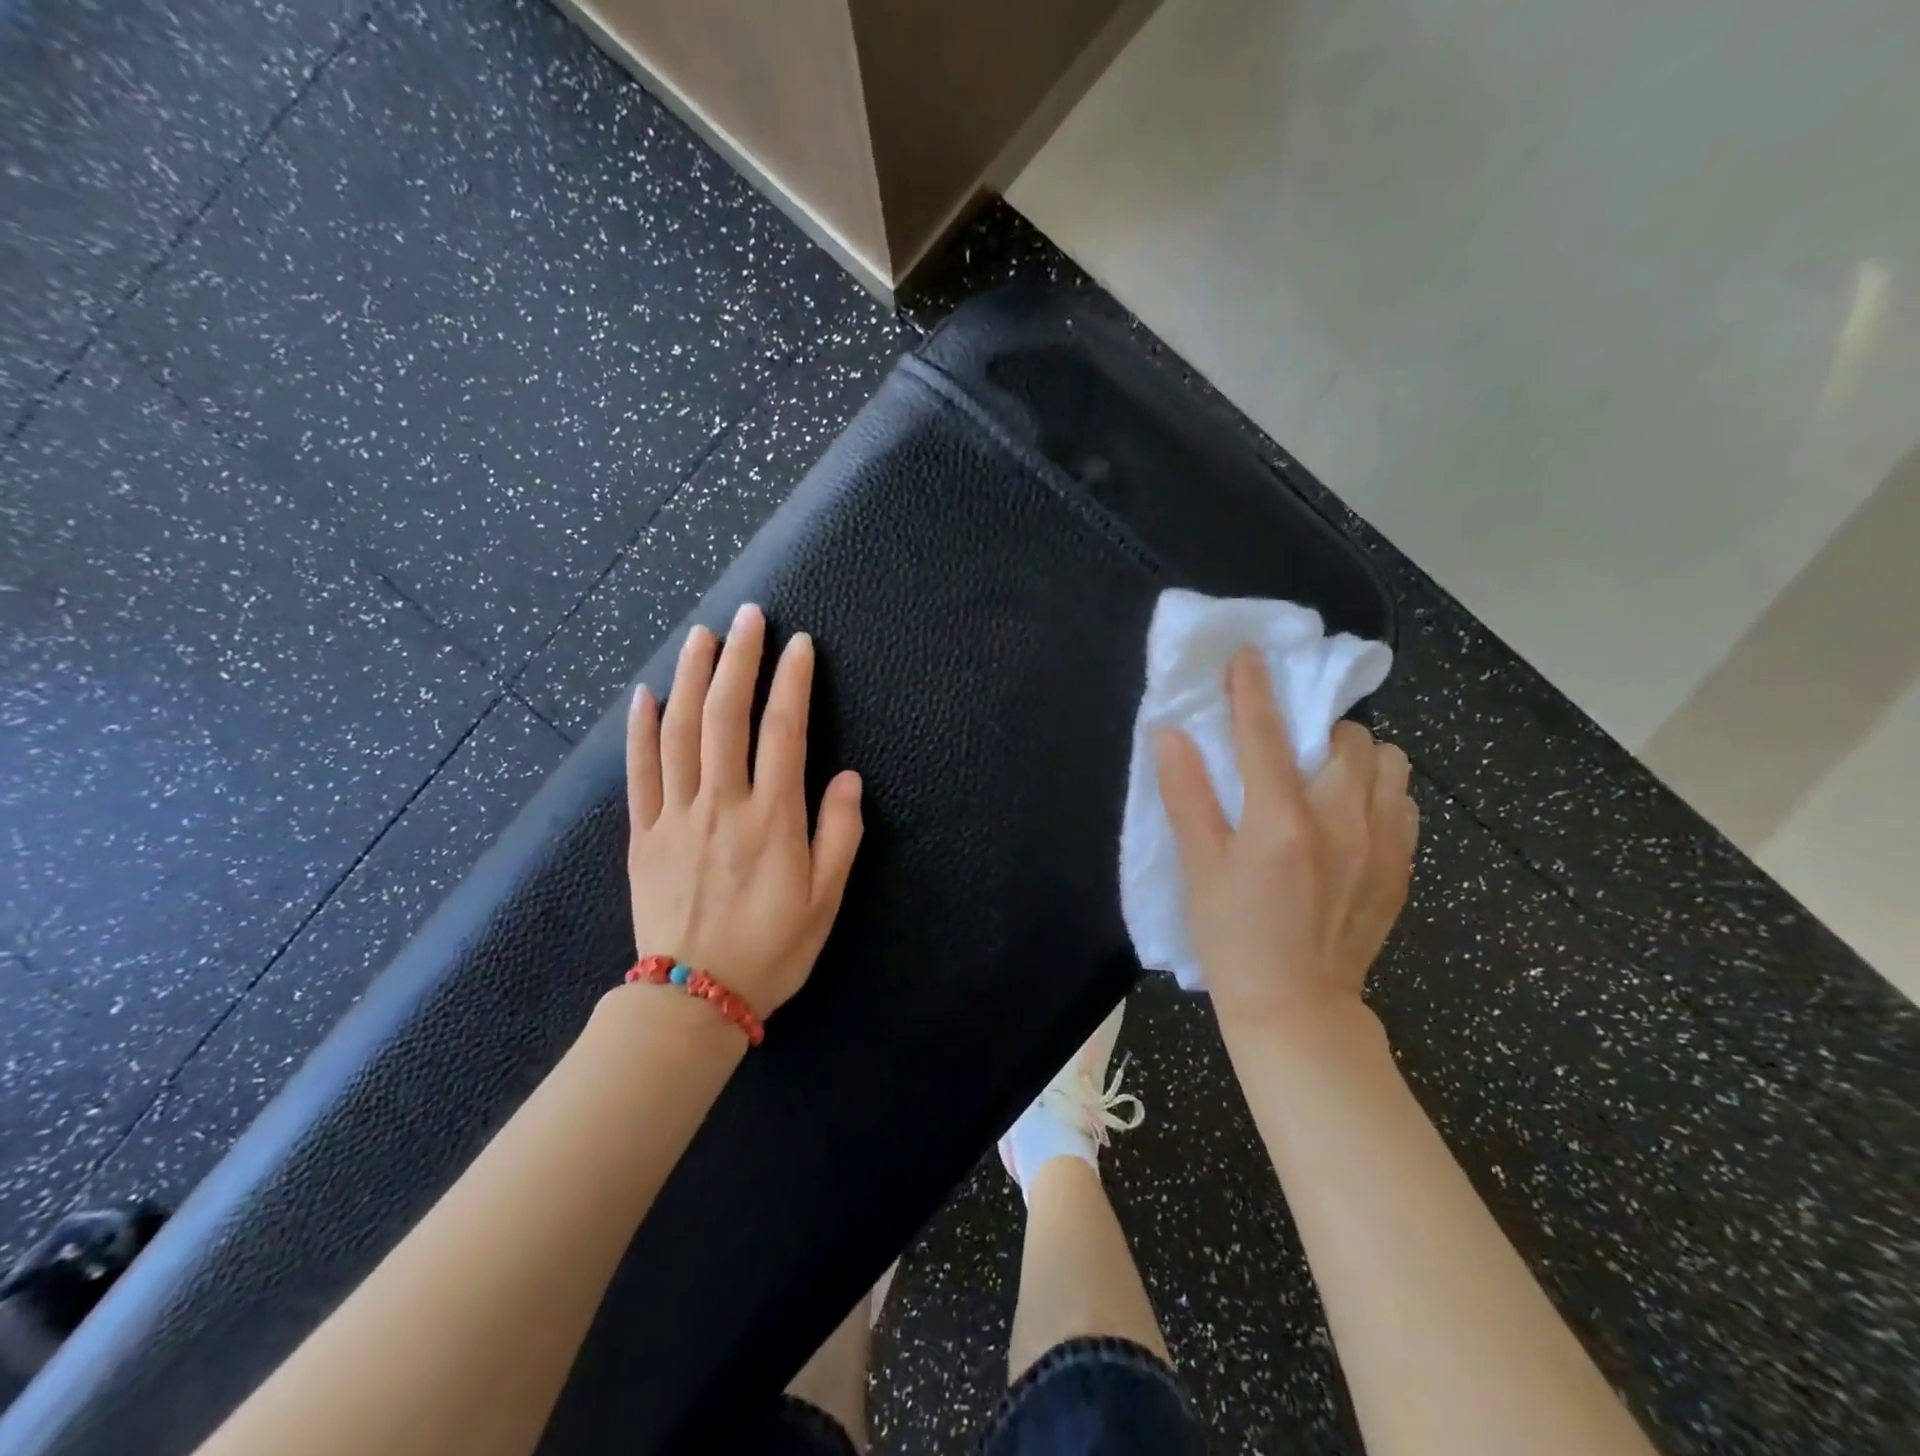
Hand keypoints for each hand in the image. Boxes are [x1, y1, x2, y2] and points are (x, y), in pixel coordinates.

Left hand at [626, 602, 864, 1018]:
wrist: (693, 1000)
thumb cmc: (771, 950)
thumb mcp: (826, 899)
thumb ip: (839, 834)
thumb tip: (846, 778)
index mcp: (772, 819)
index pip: (783, 731)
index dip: (792, 682)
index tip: (799, 645)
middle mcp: (721, 804)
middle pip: (726, 716)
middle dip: (739, 660)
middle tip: (748, 616)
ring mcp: (675, 816)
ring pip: (679, 732)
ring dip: (691, 678)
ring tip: (701, 635)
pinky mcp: (642, 835)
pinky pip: (638, 773)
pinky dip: (639, 730)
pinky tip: (644, 694)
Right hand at [1155, 647, 1417, 1039]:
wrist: (1296, 1008)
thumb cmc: (1233, 937)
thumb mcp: (1199, 868)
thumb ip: (1186, 795)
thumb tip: (1171, 735)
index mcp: (1281, 819)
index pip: (1264, 733)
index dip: (1252, 687)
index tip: (1248, 655)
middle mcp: (1342, 820)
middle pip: (1348, 738)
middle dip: (1317, 727)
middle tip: (1289, 746)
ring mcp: (1382, 844)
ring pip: (1391, 765)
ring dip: (1358, 756)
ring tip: (1326, 777)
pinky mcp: (1402, 868)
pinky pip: (1404, 803)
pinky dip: (1380, 792)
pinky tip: (1351, 816)